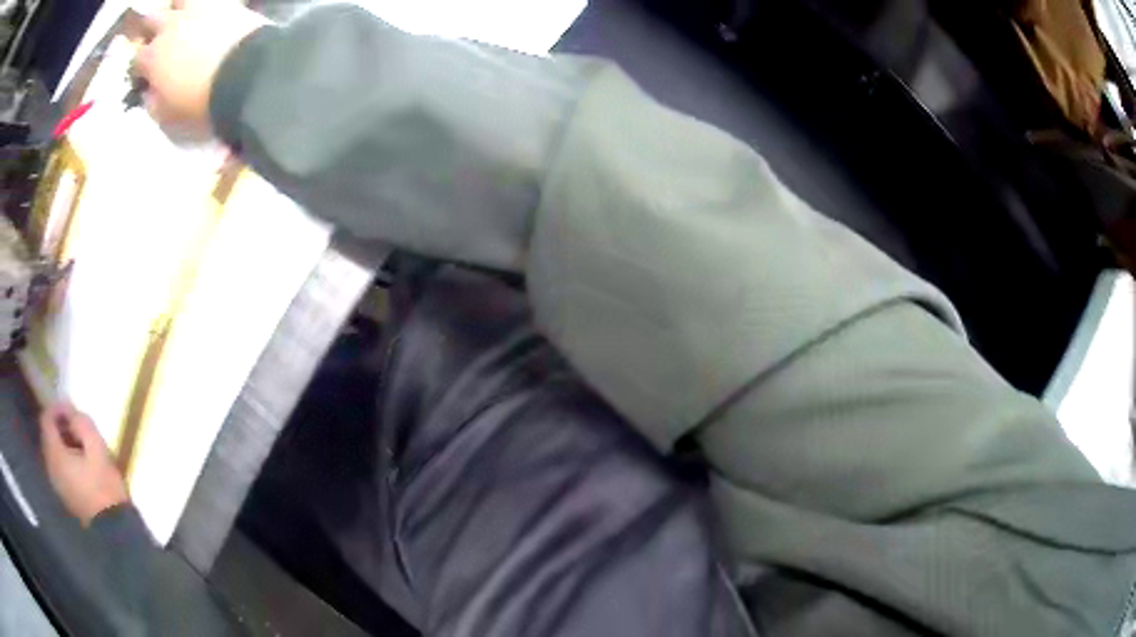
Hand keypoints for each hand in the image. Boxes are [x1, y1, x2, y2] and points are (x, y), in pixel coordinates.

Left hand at [39, 403, 128, 526]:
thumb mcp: (97, 447)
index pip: (46, 419)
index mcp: (55, 454)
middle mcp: (50, 466)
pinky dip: (64, 459)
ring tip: (78, 444)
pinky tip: (78, 464)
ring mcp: (56, 484)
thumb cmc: (103, 486)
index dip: (56, 408)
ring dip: (61, 443)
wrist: (113, 530)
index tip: (71, 409)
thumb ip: (82, 423)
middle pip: (47, 435)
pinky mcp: (63, 495)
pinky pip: (57, 468)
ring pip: (52, 452)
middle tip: (75, 425)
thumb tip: (72, 412)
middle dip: (59, 426)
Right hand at [134, 0, 269, 139]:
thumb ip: (153, 103)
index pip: (136, 58)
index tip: (144, 75)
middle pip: (153, 19)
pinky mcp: (228, 2)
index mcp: (153, 56)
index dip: (139, 67)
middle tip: (160, 41)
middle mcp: (171, 25)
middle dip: (152, 30)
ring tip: (184, 20)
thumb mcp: (168, 117)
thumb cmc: (201, 102)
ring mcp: (200, 8)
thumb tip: (149, 93)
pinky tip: (210, 16)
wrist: (248, 73)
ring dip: (178, 8)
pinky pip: (211, 0)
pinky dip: (207, 7)